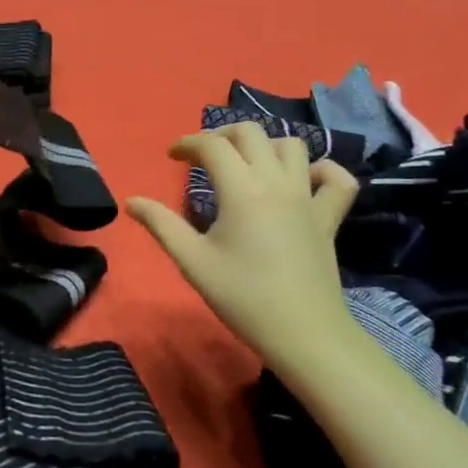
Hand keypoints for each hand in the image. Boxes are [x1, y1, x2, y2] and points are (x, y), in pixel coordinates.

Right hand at [128, 122, 359, 371]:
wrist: (303, 334)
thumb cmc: (243, 297)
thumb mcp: (193, 262)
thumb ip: (161, 225)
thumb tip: (131, 201)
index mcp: (242, 190)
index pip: (212, 145)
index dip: (188, 144)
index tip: (172, 157)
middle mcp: (277, 182)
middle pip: (251, 133)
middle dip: (222, 134)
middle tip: (205, 156)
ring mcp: (308, 197)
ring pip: (292, 145)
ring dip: (265, 145)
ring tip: (246, 164)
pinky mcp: (329, 217)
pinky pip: (336, 178)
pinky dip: (321, 170)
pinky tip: (303, 181)